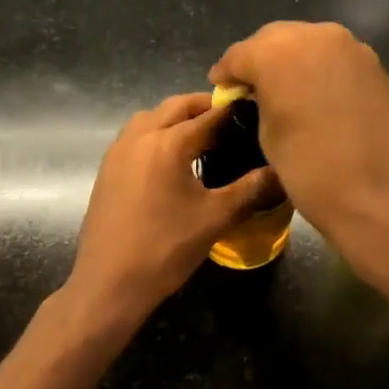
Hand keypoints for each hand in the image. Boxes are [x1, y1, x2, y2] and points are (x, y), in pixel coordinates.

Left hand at [66, 92, 277, 320]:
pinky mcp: (107, 170)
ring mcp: (117, 152)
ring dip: (175, 118)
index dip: (234, 112)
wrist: (109, 282)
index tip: (255, 111)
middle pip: (175, 107)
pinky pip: (135, 137)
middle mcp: (139, 137)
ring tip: (201, 137)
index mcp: (167, 143)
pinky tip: (172, 161)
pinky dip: (156, 134)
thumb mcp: (215, 218)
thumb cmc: (165, 248)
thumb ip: (250, 190)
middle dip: (203, 107)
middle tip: (230, 120)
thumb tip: (281, 173)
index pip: (208, 116)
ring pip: (150, 118)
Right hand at [209, 21, 388, 253]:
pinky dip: (320, 70)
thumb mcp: (267, 135)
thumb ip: (260, 101)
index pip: (240, 54)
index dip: (227, 73)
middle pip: (275, 39)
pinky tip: (315, 95)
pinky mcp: (374, 64)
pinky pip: (335, 58)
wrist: (379, 196)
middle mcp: (314, 35)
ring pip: (308, 43)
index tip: (221, 89)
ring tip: (284, 91)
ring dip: (292, 62)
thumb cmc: (310, 171)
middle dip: (260, 60)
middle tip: (251, 88)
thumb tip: (261, 93)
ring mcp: (350, 46)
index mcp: (277, 52)